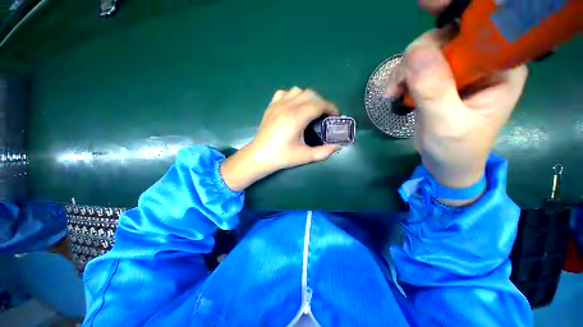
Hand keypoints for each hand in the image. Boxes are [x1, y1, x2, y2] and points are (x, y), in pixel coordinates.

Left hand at [221, 87, 339, 190]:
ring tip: (310, 111)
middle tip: (324, 116)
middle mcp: (287, 106)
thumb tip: (337, 146)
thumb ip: (324, 152)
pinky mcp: (271, 106)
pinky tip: (293, 107)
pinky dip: (293, 96)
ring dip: (308, 98)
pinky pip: (284, 93)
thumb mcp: (305, 157)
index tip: (336, 116)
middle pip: (310, 94)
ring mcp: (277, 104)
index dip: (331, 108)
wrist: (259, 156)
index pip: (319, 104)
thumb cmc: (282, 157)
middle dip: (322, 103)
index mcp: (296, 117)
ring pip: (298, 91)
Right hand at [386, 1, 527, 202]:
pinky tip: (394, 93)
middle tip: (399, 83)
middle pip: (447, 35)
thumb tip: (414, 53)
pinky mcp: (440, 79)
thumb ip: (433, 90)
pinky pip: (416, 66)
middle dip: (418, 54)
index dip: (458, 12)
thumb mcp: (447, 124)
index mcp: (501, 68)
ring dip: (404, 69)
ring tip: (393, 93)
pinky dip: (401, 77)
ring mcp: (459, 69)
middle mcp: (482, 61)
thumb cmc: (456, 150)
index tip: (426, 4)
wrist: (446, 164)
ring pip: (426, 50)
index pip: (484, 27)